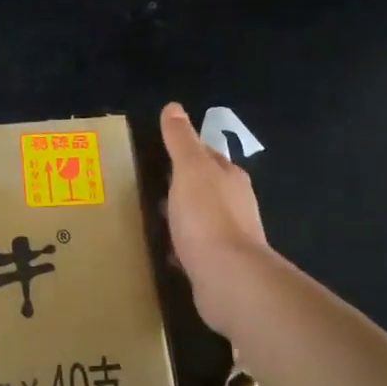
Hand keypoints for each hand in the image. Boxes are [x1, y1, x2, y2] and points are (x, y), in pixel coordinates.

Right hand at [161, 102, 267, 294]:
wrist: (228, 278)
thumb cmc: (207, 216)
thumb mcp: (189, 168)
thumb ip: (181, 139)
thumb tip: (174, 107)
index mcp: (230, 177)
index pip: (207, 155)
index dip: (186, 151)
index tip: (161, 152)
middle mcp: (236, 204)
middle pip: (206, 187)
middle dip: (182, 185)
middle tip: (150, 185)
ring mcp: (231, 237)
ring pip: (201, 219)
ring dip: (182, 217)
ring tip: (154, 218)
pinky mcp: (220, 266)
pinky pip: (196, 249)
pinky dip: (182, 247)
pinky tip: (166, 253)